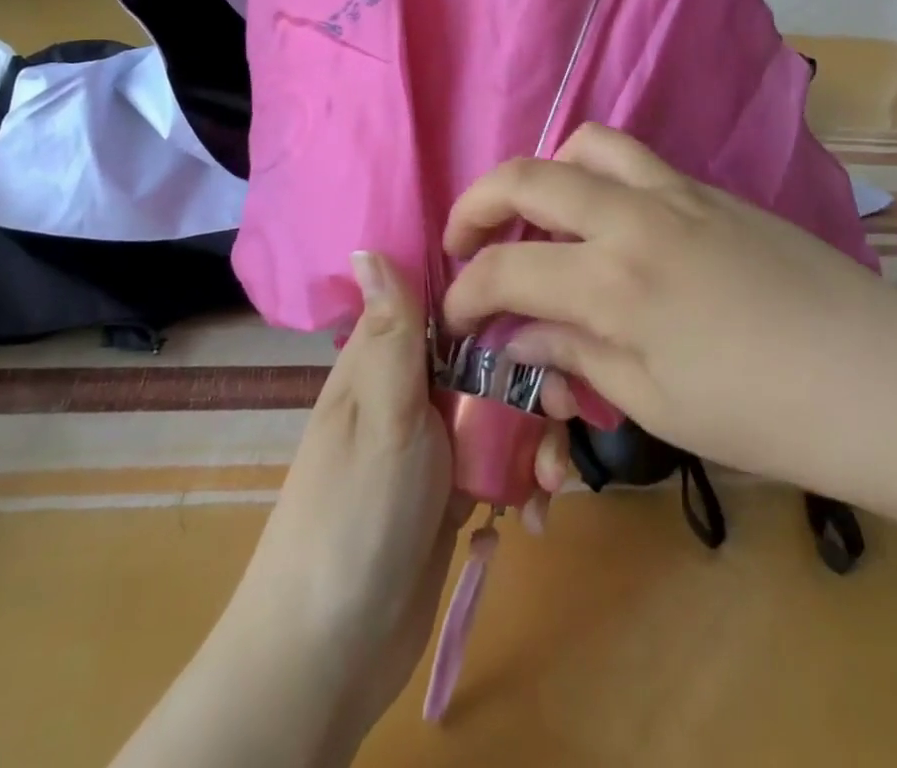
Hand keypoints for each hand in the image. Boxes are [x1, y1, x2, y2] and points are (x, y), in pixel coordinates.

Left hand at [118, 252, 568, 766]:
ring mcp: (437, 441)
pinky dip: (527, 480)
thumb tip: (367, 243)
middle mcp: (413, 389)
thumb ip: (391, 332)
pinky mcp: (457, 488)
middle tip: (566, 413)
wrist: (330, 653)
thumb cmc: (354, 516)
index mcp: (386, 359)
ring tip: (552, 481)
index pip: (449, 301)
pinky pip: (505, 461)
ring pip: (505, 410)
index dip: (499, 296)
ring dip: (538, 439)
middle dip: (535, 382)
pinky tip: (539, 512)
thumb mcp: (380, 414)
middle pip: (491, 356)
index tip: (549, 307)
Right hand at [441, 123, 896, 520]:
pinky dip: (596, 174)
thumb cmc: (768, 416)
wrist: (887, 382)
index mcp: (614, 282)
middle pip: (527, 178)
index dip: (466, 296)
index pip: (505, 271)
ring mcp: (677, 192)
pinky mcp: (711, 189)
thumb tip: (521, 339)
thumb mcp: (657, 404)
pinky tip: (609, 223)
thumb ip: (578, 357)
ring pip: (585, 146)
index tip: (456, 319)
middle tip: (464, 242)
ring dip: (543, 174)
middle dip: (476, 206)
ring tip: (539, 217)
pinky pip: (634, 159)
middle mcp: (634, 217)